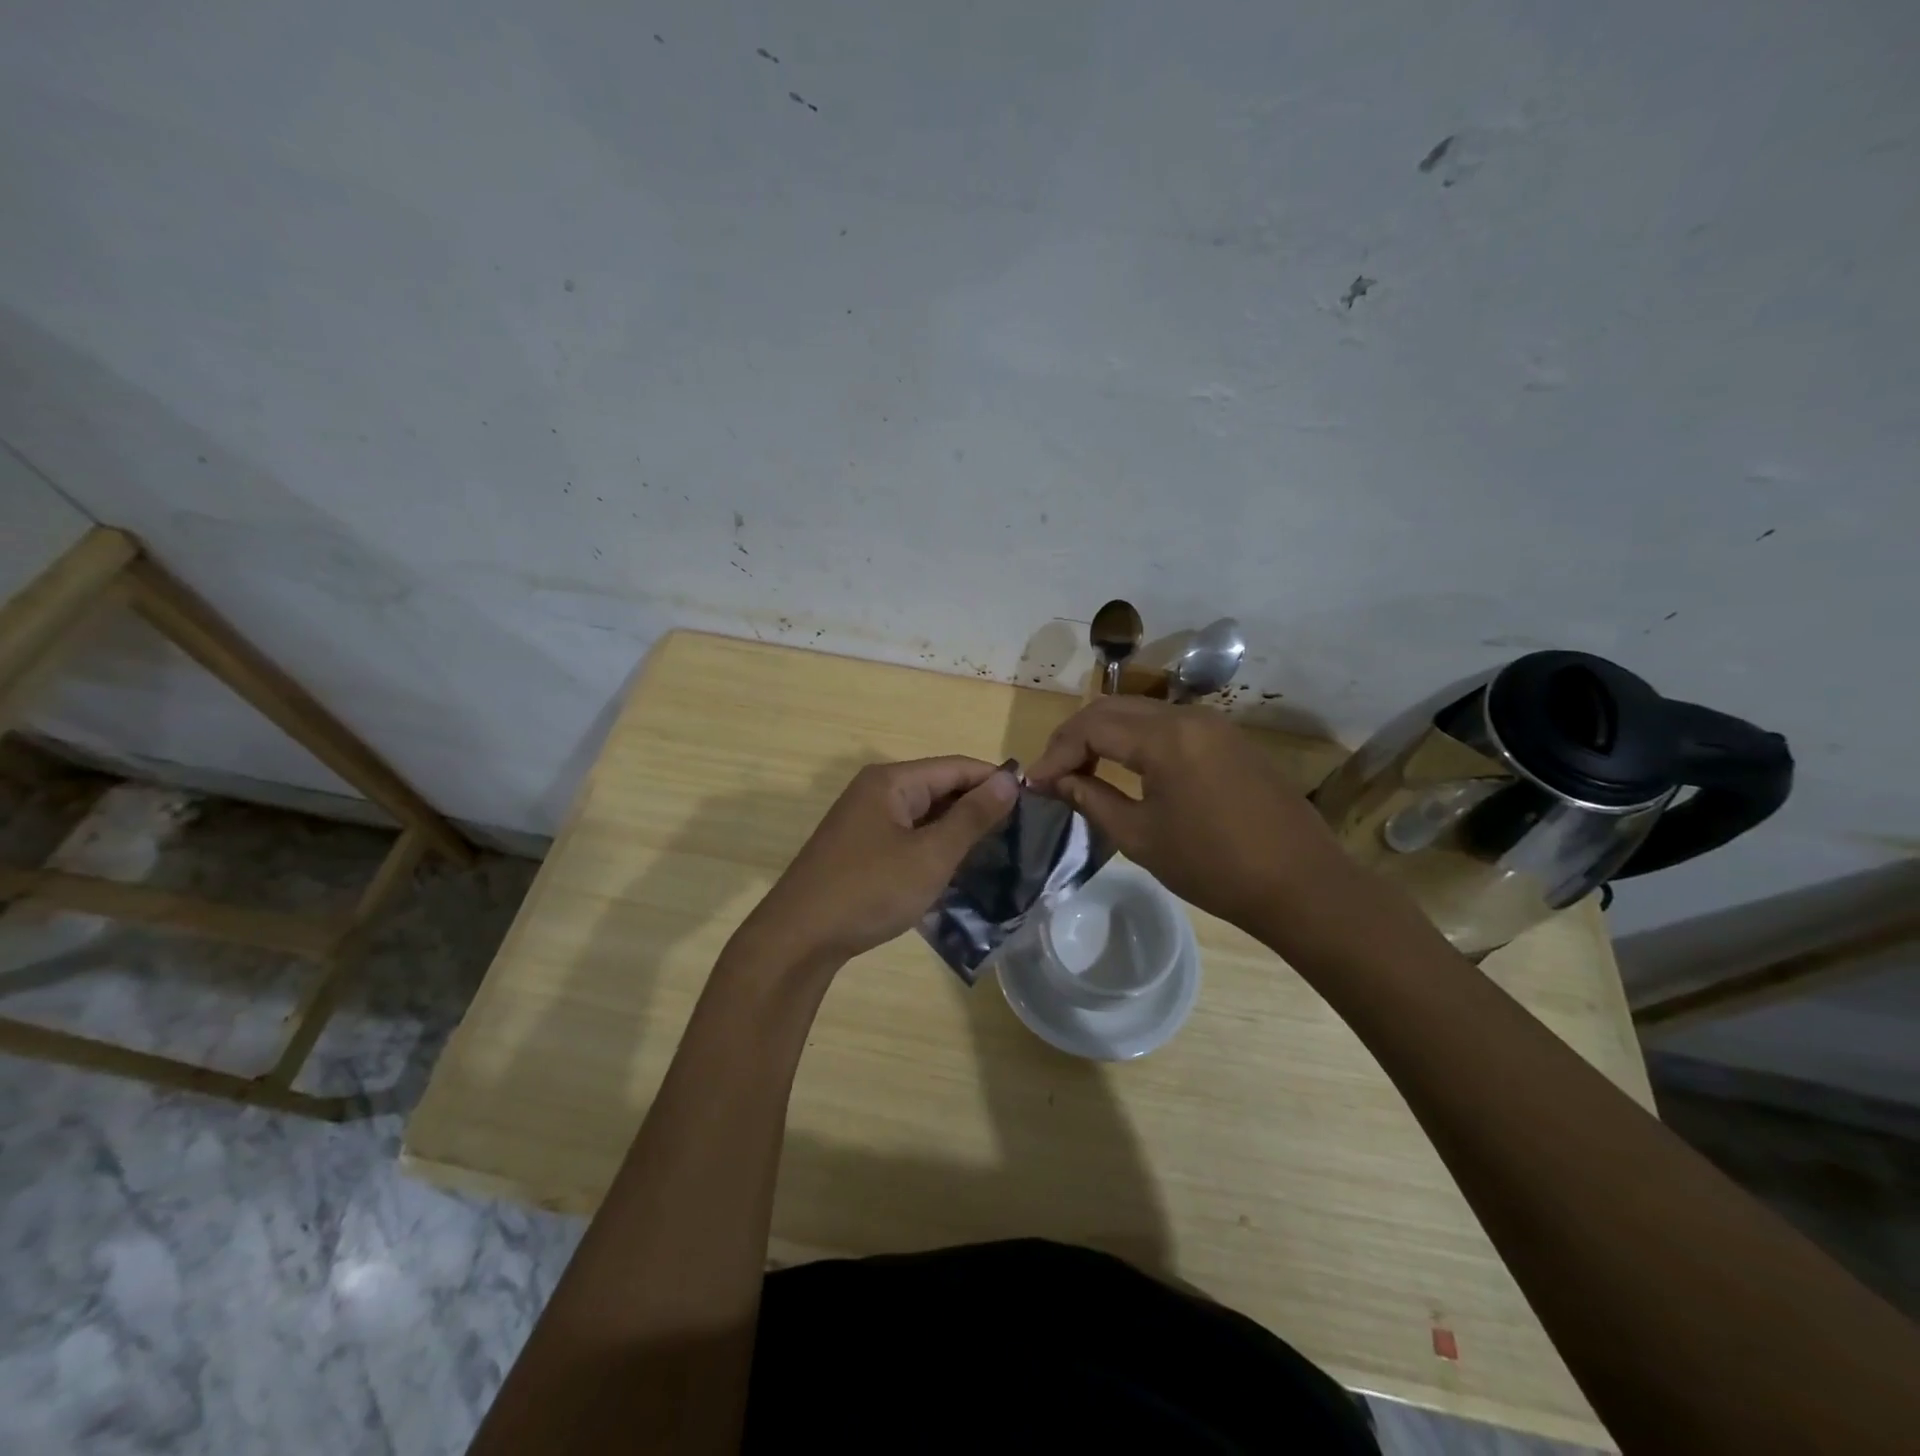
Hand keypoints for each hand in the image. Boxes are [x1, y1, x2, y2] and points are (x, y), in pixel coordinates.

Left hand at [735, 757, 1017, 969]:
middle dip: (977, 805)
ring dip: (957, 828)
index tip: (1034, 802)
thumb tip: (1009, 779)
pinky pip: (908, 834)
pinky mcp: (860, 847)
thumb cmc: (869, 890)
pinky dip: (934, 845)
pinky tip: (956, 866)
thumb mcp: (930, 855)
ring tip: (998, 850)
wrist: (798, 938)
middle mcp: (876, 791)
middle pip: (939, 787)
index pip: (956, 767)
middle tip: (1021, 832)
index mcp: (891, 781)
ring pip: (924, 814)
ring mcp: (864, 820)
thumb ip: (972, 816)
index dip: (995, 780)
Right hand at [1025, 696, 1350, 931]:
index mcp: (1165, 737)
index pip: (1092, 727)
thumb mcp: (1141, 836)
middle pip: (1114, 708)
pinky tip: (1126, 768)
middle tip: (1053, 772)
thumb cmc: (1213, 866)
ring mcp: (1214, 724)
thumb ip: (1092, 798)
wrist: (1301, 884)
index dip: (1056, 752)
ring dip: (1106, 735)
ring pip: (1142, 713)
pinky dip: (1137, 740)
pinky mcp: (1229, 739)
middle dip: (1076, 736)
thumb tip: (1055, 781)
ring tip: (1082, 770)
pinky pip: (1169, 725)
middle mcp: (1189, 715)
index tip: (1035, 783)